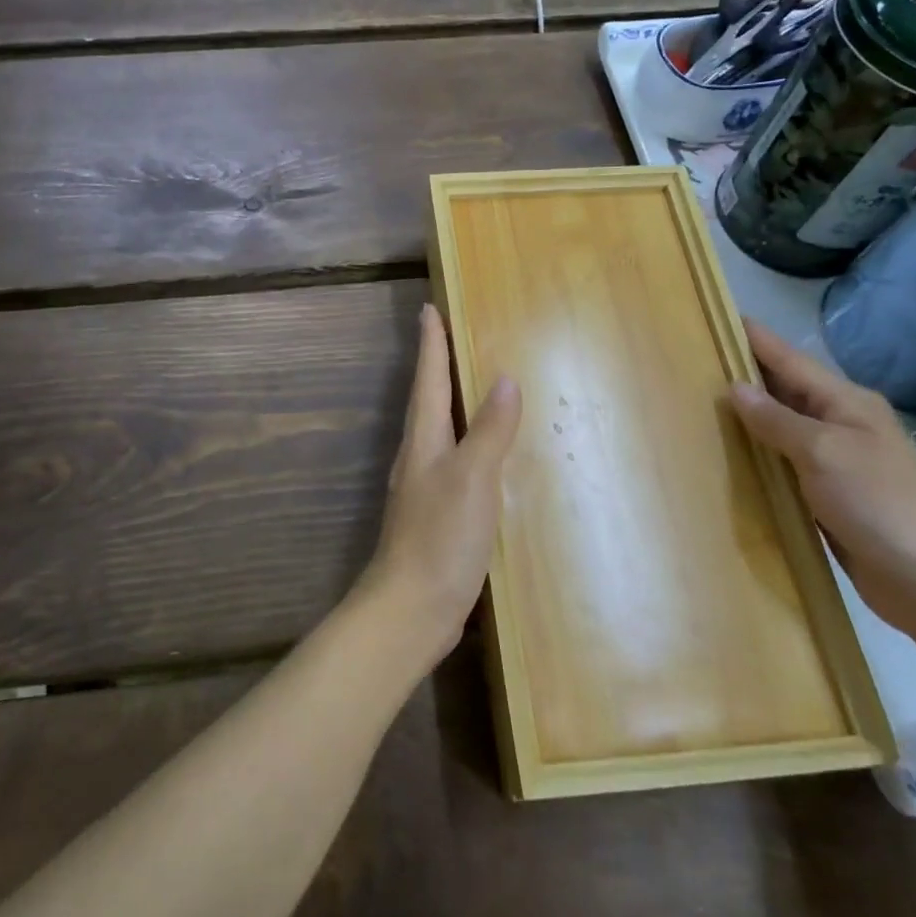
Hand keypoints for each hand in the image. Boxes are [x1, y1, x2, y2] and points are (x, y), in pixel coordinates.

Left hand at [356, 304, 521, 664]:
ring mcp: (425, 487)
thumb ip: (490, 430)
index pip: (428, 379)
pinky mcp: (436, 515)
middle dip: (437, 367)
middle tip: (450, 336)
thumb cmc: (441, 537)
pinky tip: (483, 456)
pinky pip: (453, 462)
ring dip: (451, 404)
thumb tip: (504, 379)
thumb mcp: (472, 478)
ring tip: (471, 386)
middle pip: (428, 400)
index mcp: (424, 440)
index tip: (429, 309)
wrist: (411, 608)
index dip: (431, 344)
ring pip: (439, 431)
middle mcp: (419, 456)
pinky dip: (466, 444)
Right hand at [729, 320, 915, 635]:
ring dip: (748, 418)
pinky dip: (759, 457)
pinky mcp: (830, 497)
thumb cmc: (881, 503)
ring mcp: (838, 462)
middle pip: (785, 390)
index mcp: (846, 403)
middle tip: (693, 360)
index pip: (789, 359)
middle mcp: (842, 425)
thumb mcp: (823, 452)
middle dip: (744, 374)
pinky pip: (785, 465)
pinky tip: (729, 457)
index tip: (716, 316)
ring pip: (782, 429)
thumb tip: (736, 388)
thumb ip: (776, 420)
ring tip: (698, 404)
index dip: (754, 339)